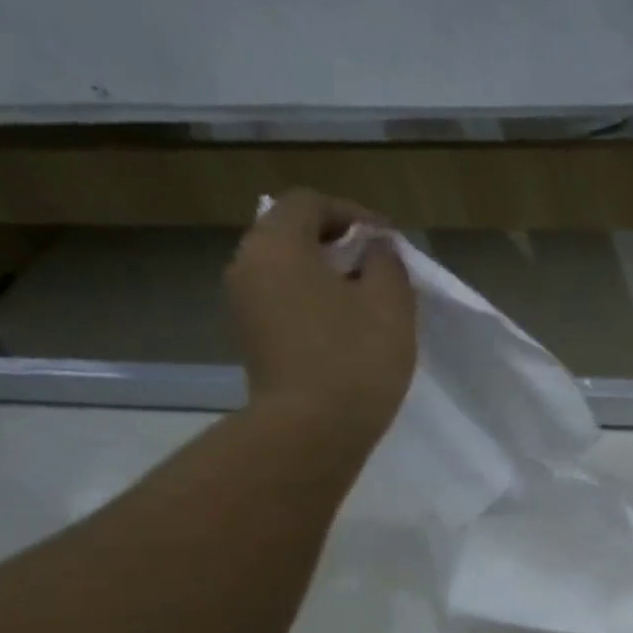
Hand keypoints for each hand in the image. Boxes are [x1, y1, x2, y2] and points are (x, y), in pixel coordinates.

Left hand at [226, 188, 416, 443]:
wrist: (312, 430)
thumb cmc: (356, 357)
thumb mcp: (390, 302)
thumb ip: (385, 262)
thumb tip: (374, 249)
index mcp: (276, 246)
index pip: (309, 203)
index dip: (352, 213)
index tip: (388, 241)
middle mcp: (247, 266)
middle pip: (290, 233)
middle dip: (337, 242)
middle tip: (379, 266)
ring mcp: (242, 305)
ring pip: (285, 268)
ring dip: (325, 273)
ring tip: (367, 297)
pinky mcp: (250, 338)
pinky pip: (281, 299)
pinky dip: (311, 299)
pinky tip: (345, 326)